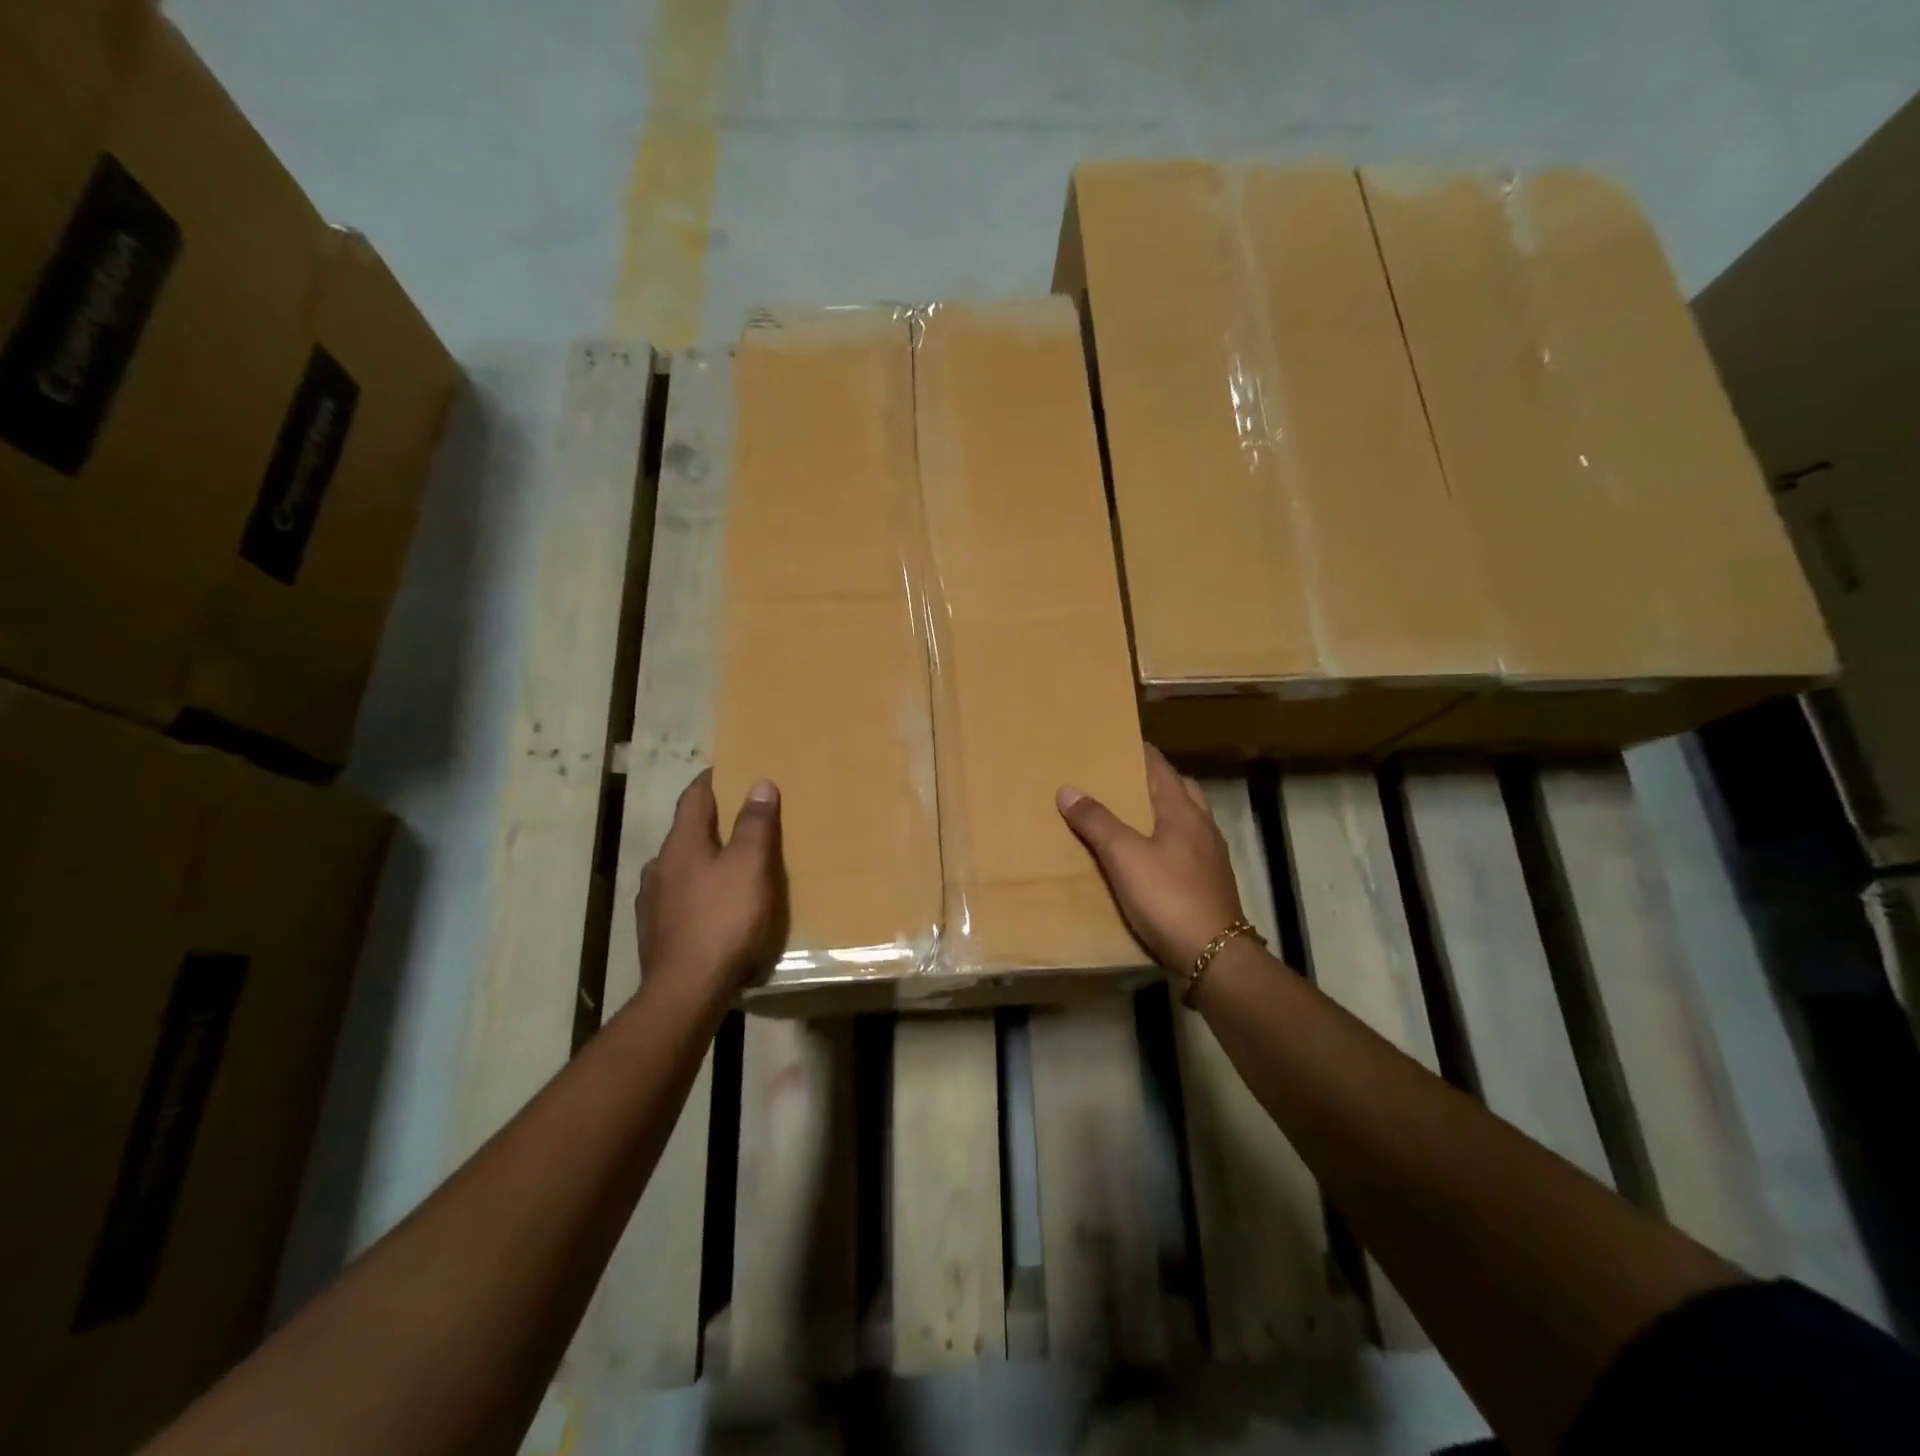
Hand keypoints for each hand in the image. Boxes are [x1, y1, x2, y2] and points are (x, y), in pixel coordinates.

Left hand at [637, 771, 785, 1004]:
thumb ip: (755, 824)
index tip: (730, 769)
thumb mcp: (750, 866)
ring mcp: (652, 902)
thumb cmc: (723, 920)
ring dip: (702, 858)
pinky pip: (678, 898)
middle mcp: (659, 866)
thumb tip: (759, 783)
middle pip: (686, 832)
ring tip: (728, 863)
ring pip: (680, 867)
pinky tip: (711, 905)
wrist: (686, 990)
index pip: (694, 797)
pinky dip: (697, 890)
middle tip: (741, 817)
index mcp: (681, 844)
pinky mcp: (655, 932)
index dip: (712, 780)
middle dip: (711, 821)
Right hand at [1056, 746, 1244, 972]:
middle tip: (1123, 778)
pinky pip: (1186, 846)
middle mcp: (1202, 826)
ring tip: (1132, 815)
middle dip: (1154, 779)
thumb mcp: (1124, 856)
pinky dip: (1167, 838)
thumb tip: (1068, 788)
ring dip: (1163, 809)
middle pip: (1180, 789)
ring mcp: (1210, 856)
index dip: (1141, 753)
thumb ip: (1097, 821)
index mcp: (1183, 811)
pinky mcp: (1210, 882)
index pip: (1161, 768)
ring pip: (1186, 819)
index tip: (1118, 742)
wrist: (1213, 955)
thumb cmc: (1168, 896)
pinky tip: (1149, 855)